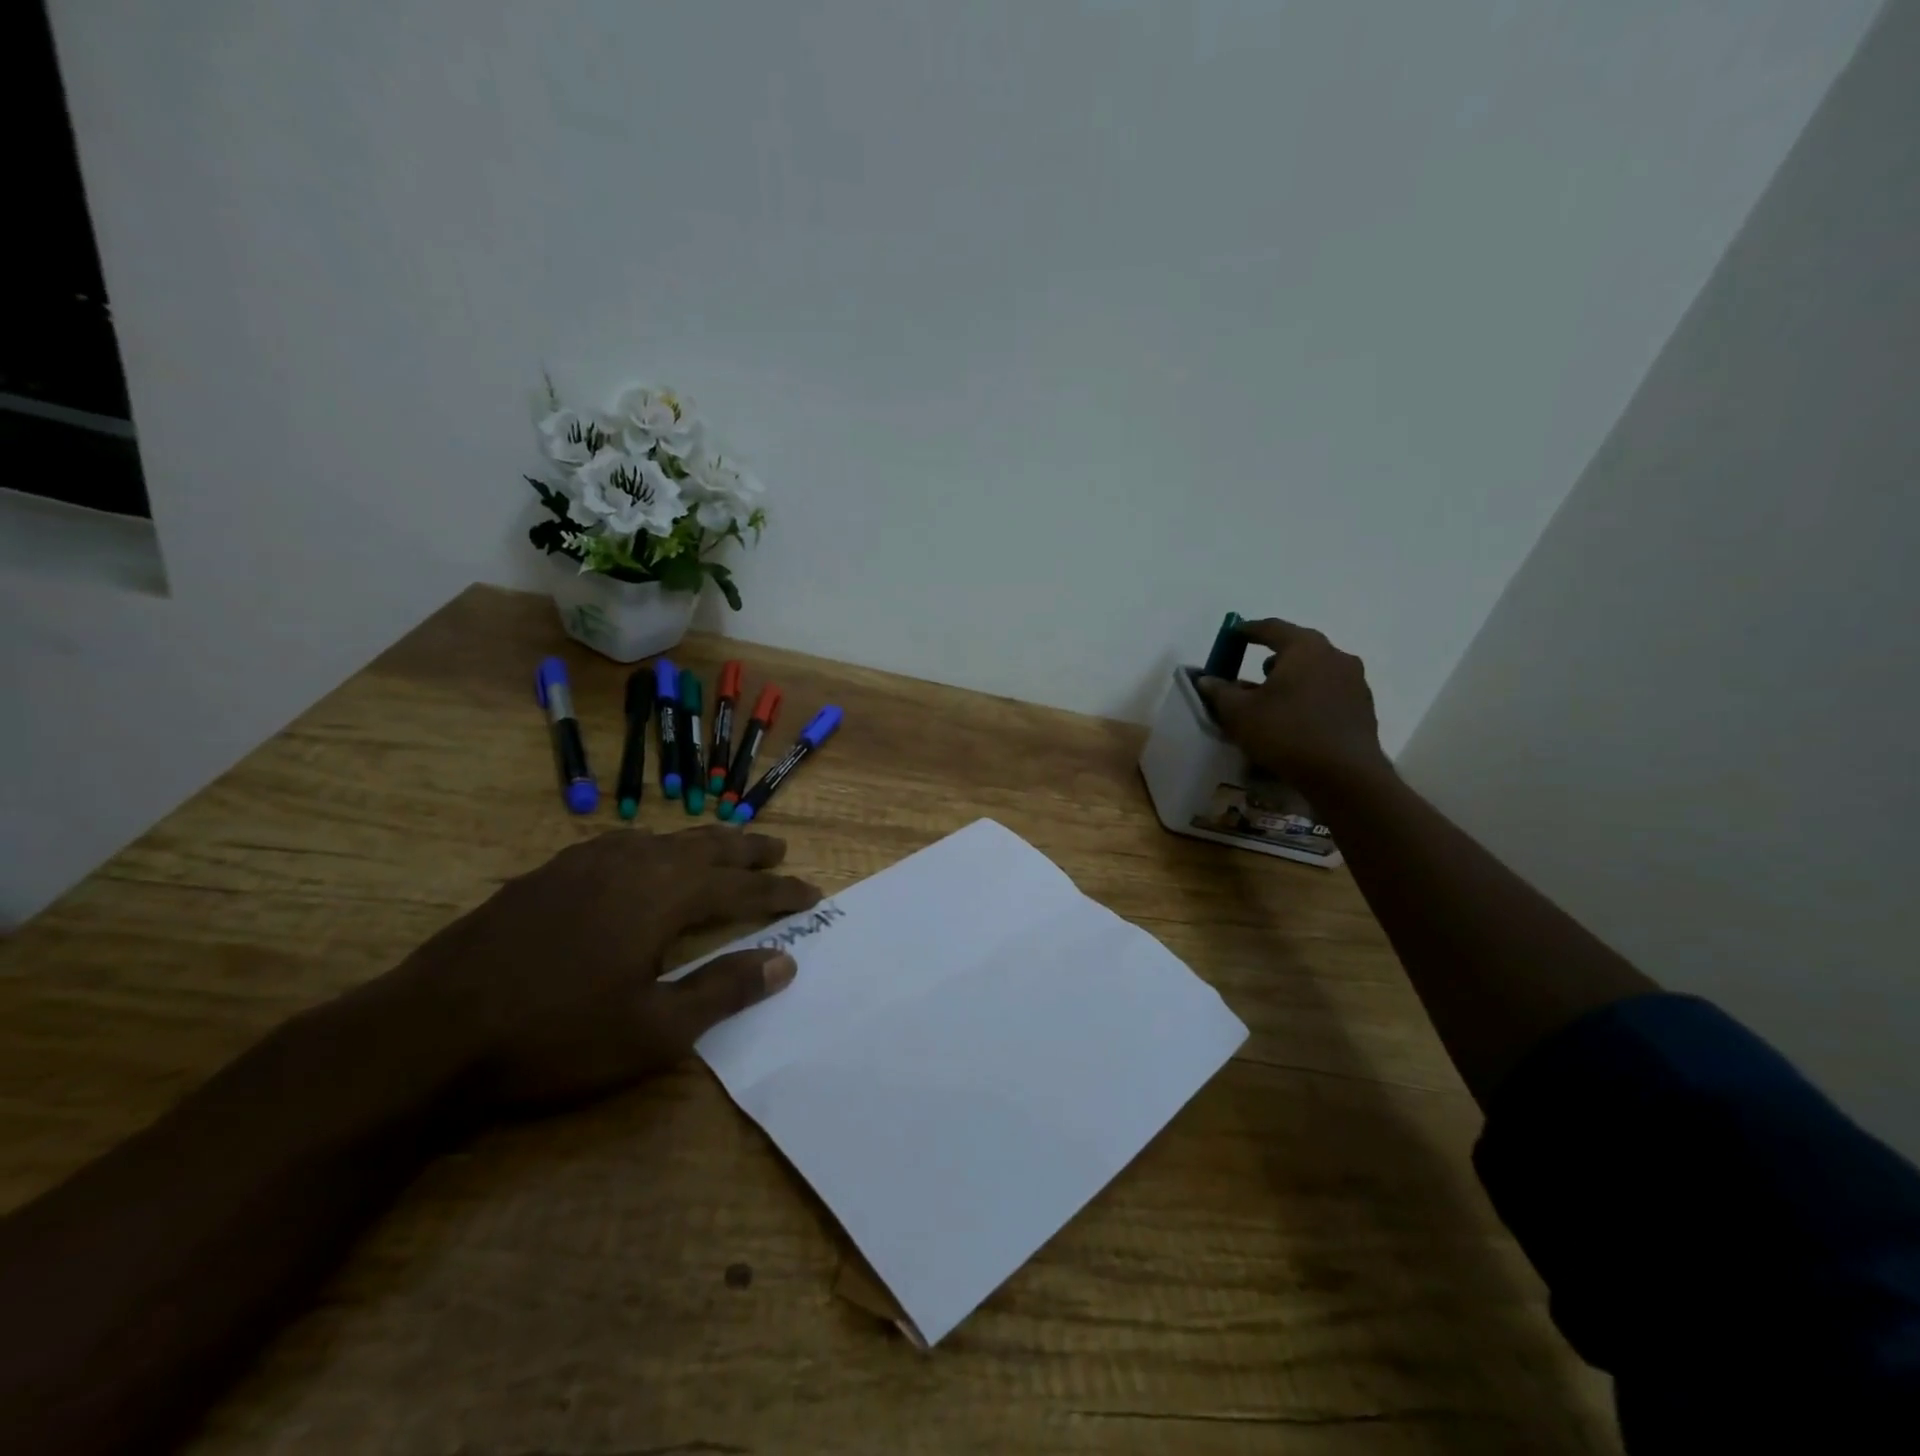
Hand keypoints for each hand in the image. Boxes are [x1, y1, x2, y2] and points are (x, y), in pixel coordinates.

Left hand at [380, 826, 821, 1114]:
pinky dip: (651, 847)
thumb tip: (785, 962)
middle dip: (747, 848)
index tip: (814, 894)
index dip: (781, 892)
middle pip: (705, 846)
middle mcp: (631, 863)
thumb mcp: (654, 1030)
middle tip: (778, 849)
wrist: (429, 1032)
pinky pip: (619, 845)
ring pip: (660, 839)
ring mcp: (583, 863)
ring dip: (700, 842)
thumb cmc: (556, 1036)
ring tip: (721, 847)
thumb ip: (724, 990)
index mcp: (663, 895)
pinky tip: (640, 858)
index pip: (741, 887)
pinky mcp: (547, 874)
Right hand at [1199, 619, 1392, 793]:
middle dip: (1274, 656)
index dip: (1249, 630)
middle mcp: (1335, 656)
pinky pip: (1329, 692)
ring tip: (1273, 698)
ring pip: (1316, 671)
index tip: (1233, 634)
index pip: (1272, 628)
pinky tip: (1296, 719)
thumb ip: (1220, 692)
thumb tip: (1206, 680)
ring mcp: (1354, 682)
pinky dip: (1309, 697)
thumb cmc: (1286, 733)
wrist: (1345, 775)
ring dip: (1293, 679)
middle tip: (1254, 670)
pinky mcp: (1363, 708)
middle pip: (1299, 648)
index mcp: (1305, 648)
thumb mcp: (1240, 713)